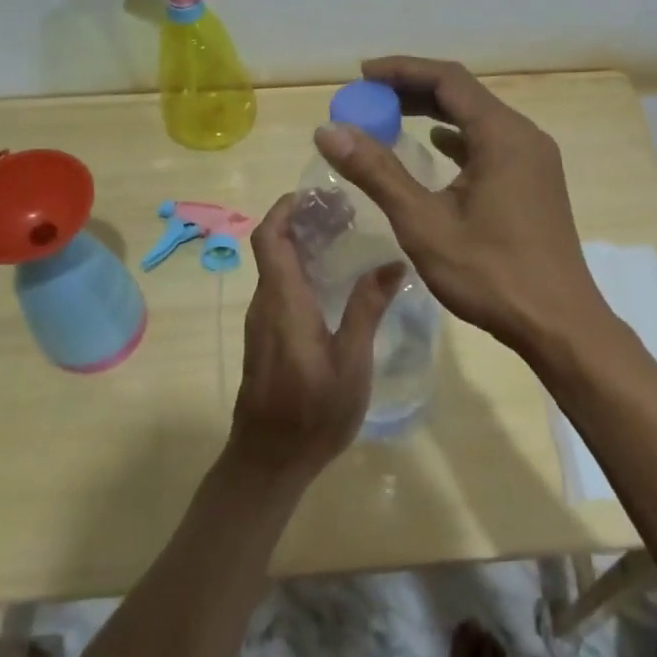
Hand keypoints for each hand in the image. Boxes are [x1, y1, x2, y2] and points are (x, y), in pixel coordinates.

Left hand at [225, 193, 402, 479]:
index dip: (286, 208)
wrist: (268, 461)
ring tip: (347, 238)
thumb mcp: (351, 361)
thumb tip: (393, 262)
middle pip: (273, 246)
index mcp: (283, 301)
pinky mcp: (266, 337)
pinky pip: (280, 287)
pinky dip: (302, 269)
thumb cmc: (313, 412)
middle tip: (346, 212)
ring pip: (276, 266)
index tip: (319, 194)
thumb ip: (367, 308)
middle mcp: (266, 303)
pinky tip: (335, 280)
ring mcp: (263, 321)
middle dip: (303, 221)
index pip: (270, 237)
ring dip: (304, 244)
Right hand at [311, 56, 615, 364]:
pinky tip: (436, 147)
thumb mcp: (424, 223)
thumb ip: (377, 172)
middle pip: (464, 94)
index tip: (362, 75)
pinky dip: (457, 138)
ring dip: (434, 113)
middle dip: (414, 89)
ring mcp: (534, 159)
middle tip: (369, 96)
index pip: (448, 79)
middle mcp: (524, 136)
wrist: (559, 324)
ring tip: (391, 116)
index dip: (402, 70)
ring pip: (478, 118)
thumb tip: (330, 131)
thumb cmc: (491, 274)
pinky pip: (490, 143)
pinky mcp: (535, 181)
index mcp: (503, 135)